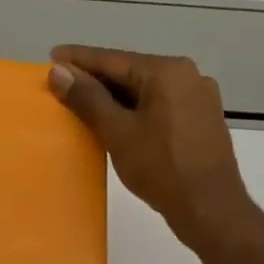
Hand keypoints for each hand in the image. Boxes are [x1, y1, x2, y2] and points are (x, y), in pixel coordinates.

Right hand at [47, 45, 254, 246]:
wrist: (210, 208)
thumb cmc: (161, 168)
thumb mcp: (117, 132)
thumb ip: (87, 99)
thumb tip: (59, 72)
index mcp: (167, 71)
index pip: (113, 59)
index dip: (79, 59)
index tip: (52, 55)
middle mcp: (188, 75)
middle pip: (131, 72)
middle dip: (96, 79)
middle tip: (63, 83)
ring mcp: (199, 97)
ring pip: (146, 90)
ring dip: (115, 96)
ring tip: (84, 103)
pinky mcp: (202, 119)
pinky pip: (161, 105)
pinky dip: (136, 109)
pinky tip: (118, 121)